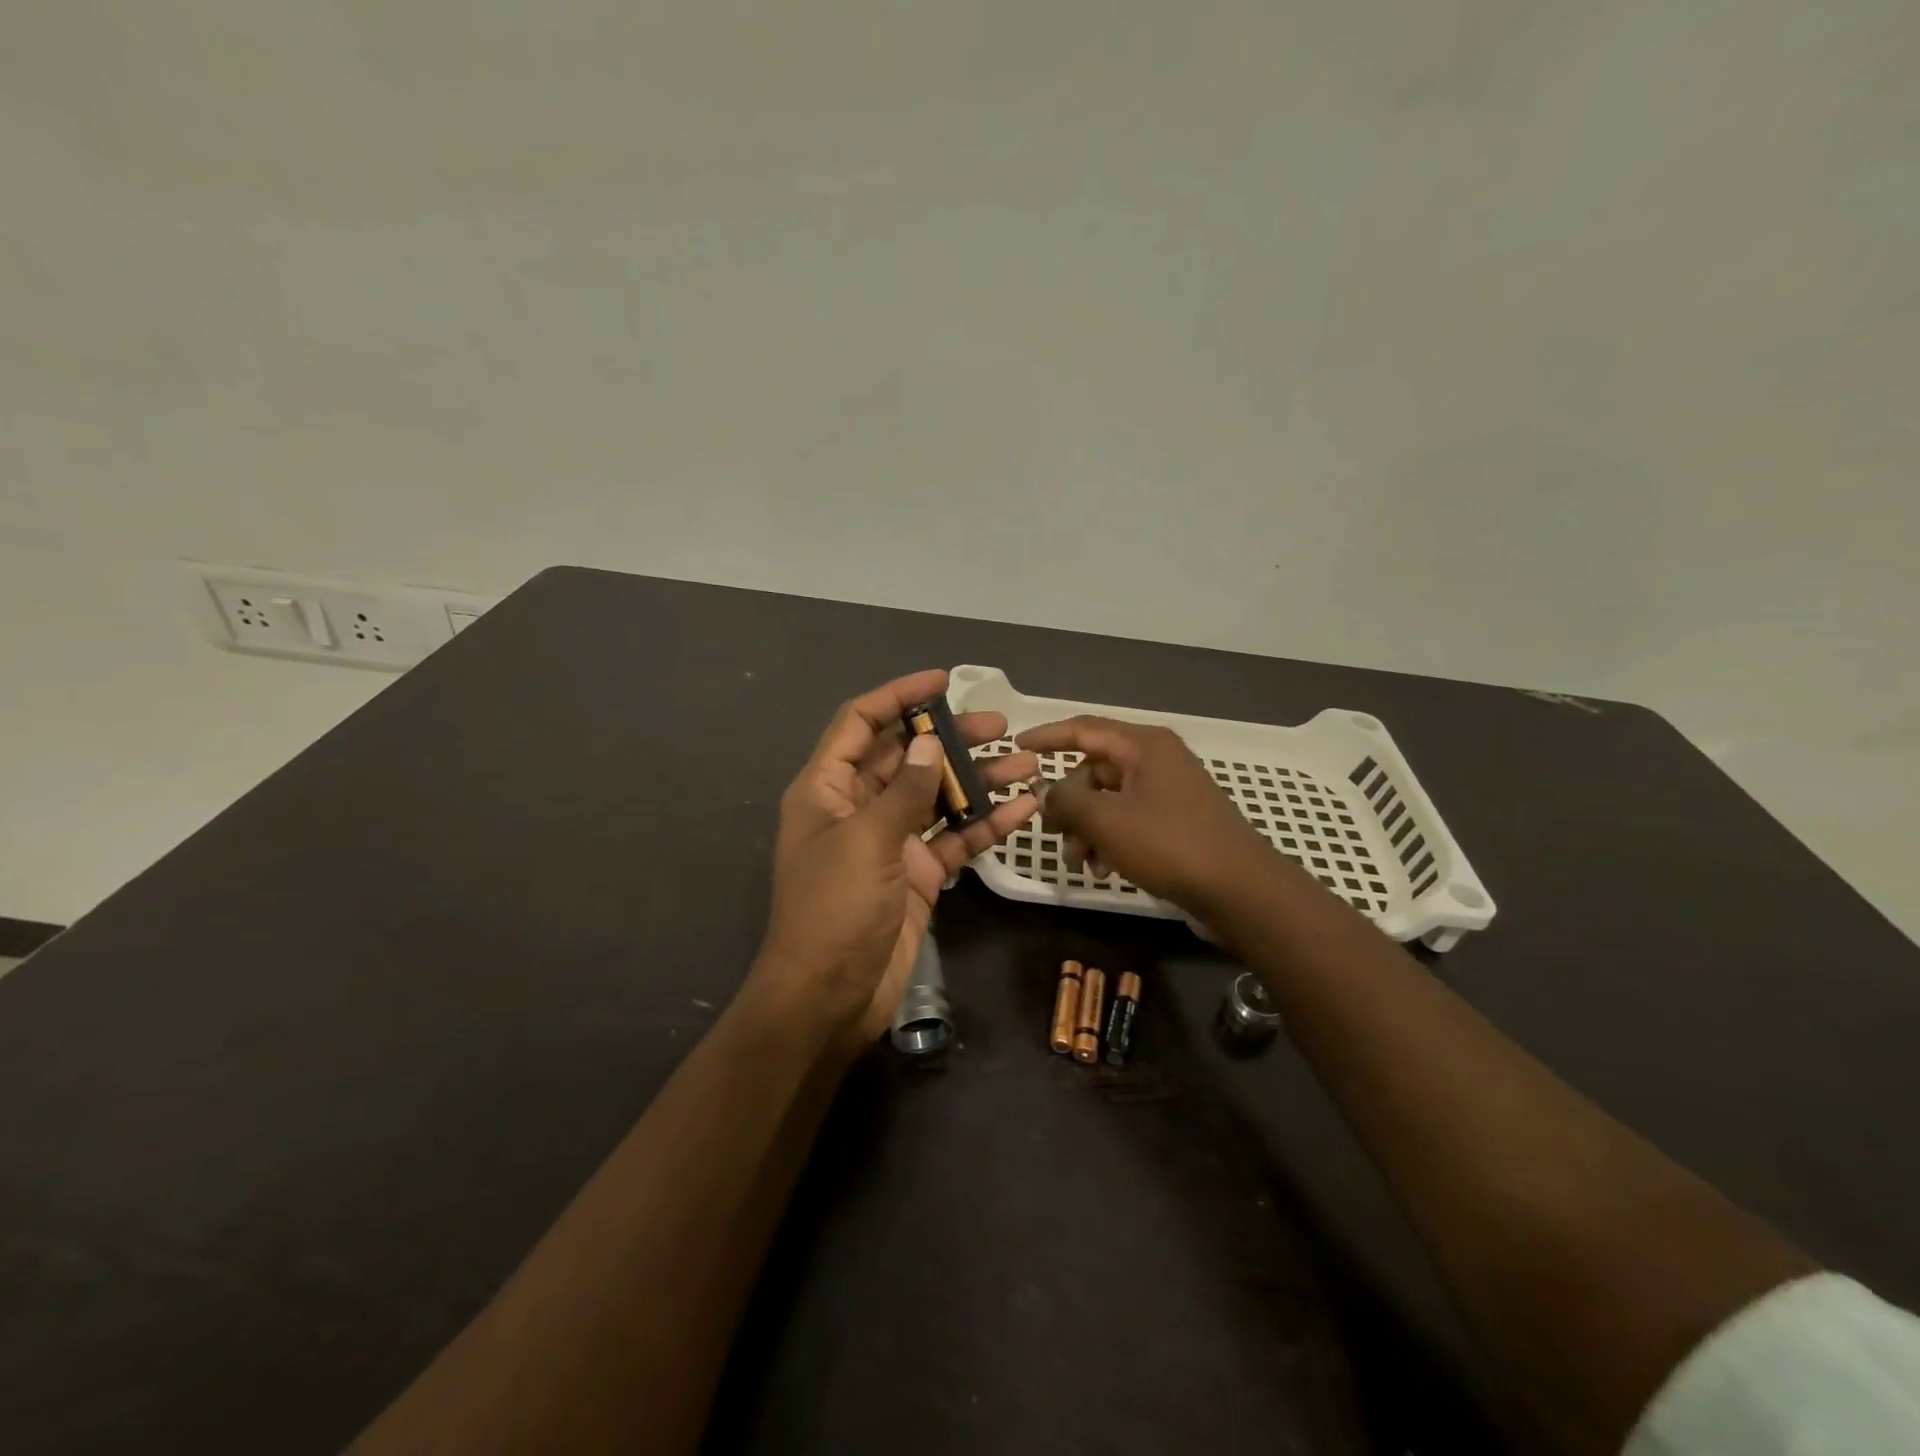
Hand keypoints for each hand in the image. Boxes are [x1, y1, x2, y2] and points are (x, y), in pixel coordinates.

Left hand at [752, 669, 1039, 1055]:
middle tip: (1000, 724)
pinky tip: (1024, 808)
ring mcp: (890, 842)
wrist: (830, 997)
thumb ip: (903, 791)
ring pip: (937, 797)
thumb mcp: (866, 842)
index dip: (896, 697)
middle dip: (950, 738)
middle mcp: (857, 808)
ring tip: (1027, 761)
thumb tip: (929, 745)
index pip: (859, 724)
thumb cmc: (834, 910)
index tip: (941, 681)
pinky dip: (986, 823)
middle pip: (905, 757)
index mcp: (826, 789)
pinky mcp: (918, 874)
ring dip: (978, 778)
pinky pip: (954, 838)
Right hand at [1014, 716, 1275, 913]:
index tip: (1016, 746)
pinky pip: (1129, 819)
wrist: (1241, 891)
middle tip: (1057, 835)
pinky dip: (1110, 840)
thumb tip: (1046, 792)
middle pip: (1094, 770)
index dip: (1047, 736)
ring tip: (1081, 864)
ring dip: (1087, 829)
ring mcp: (1169, 791)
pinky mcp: (1177, 820)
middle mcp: (1157, 760)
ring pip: (1109, 799)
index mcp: (1143, 746)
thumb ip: (1065, 800)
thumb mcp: (1106, 821)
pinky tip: (1105, 870)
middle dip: (1070, 804)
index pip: (1083, 728)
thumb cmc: (1170, 845)